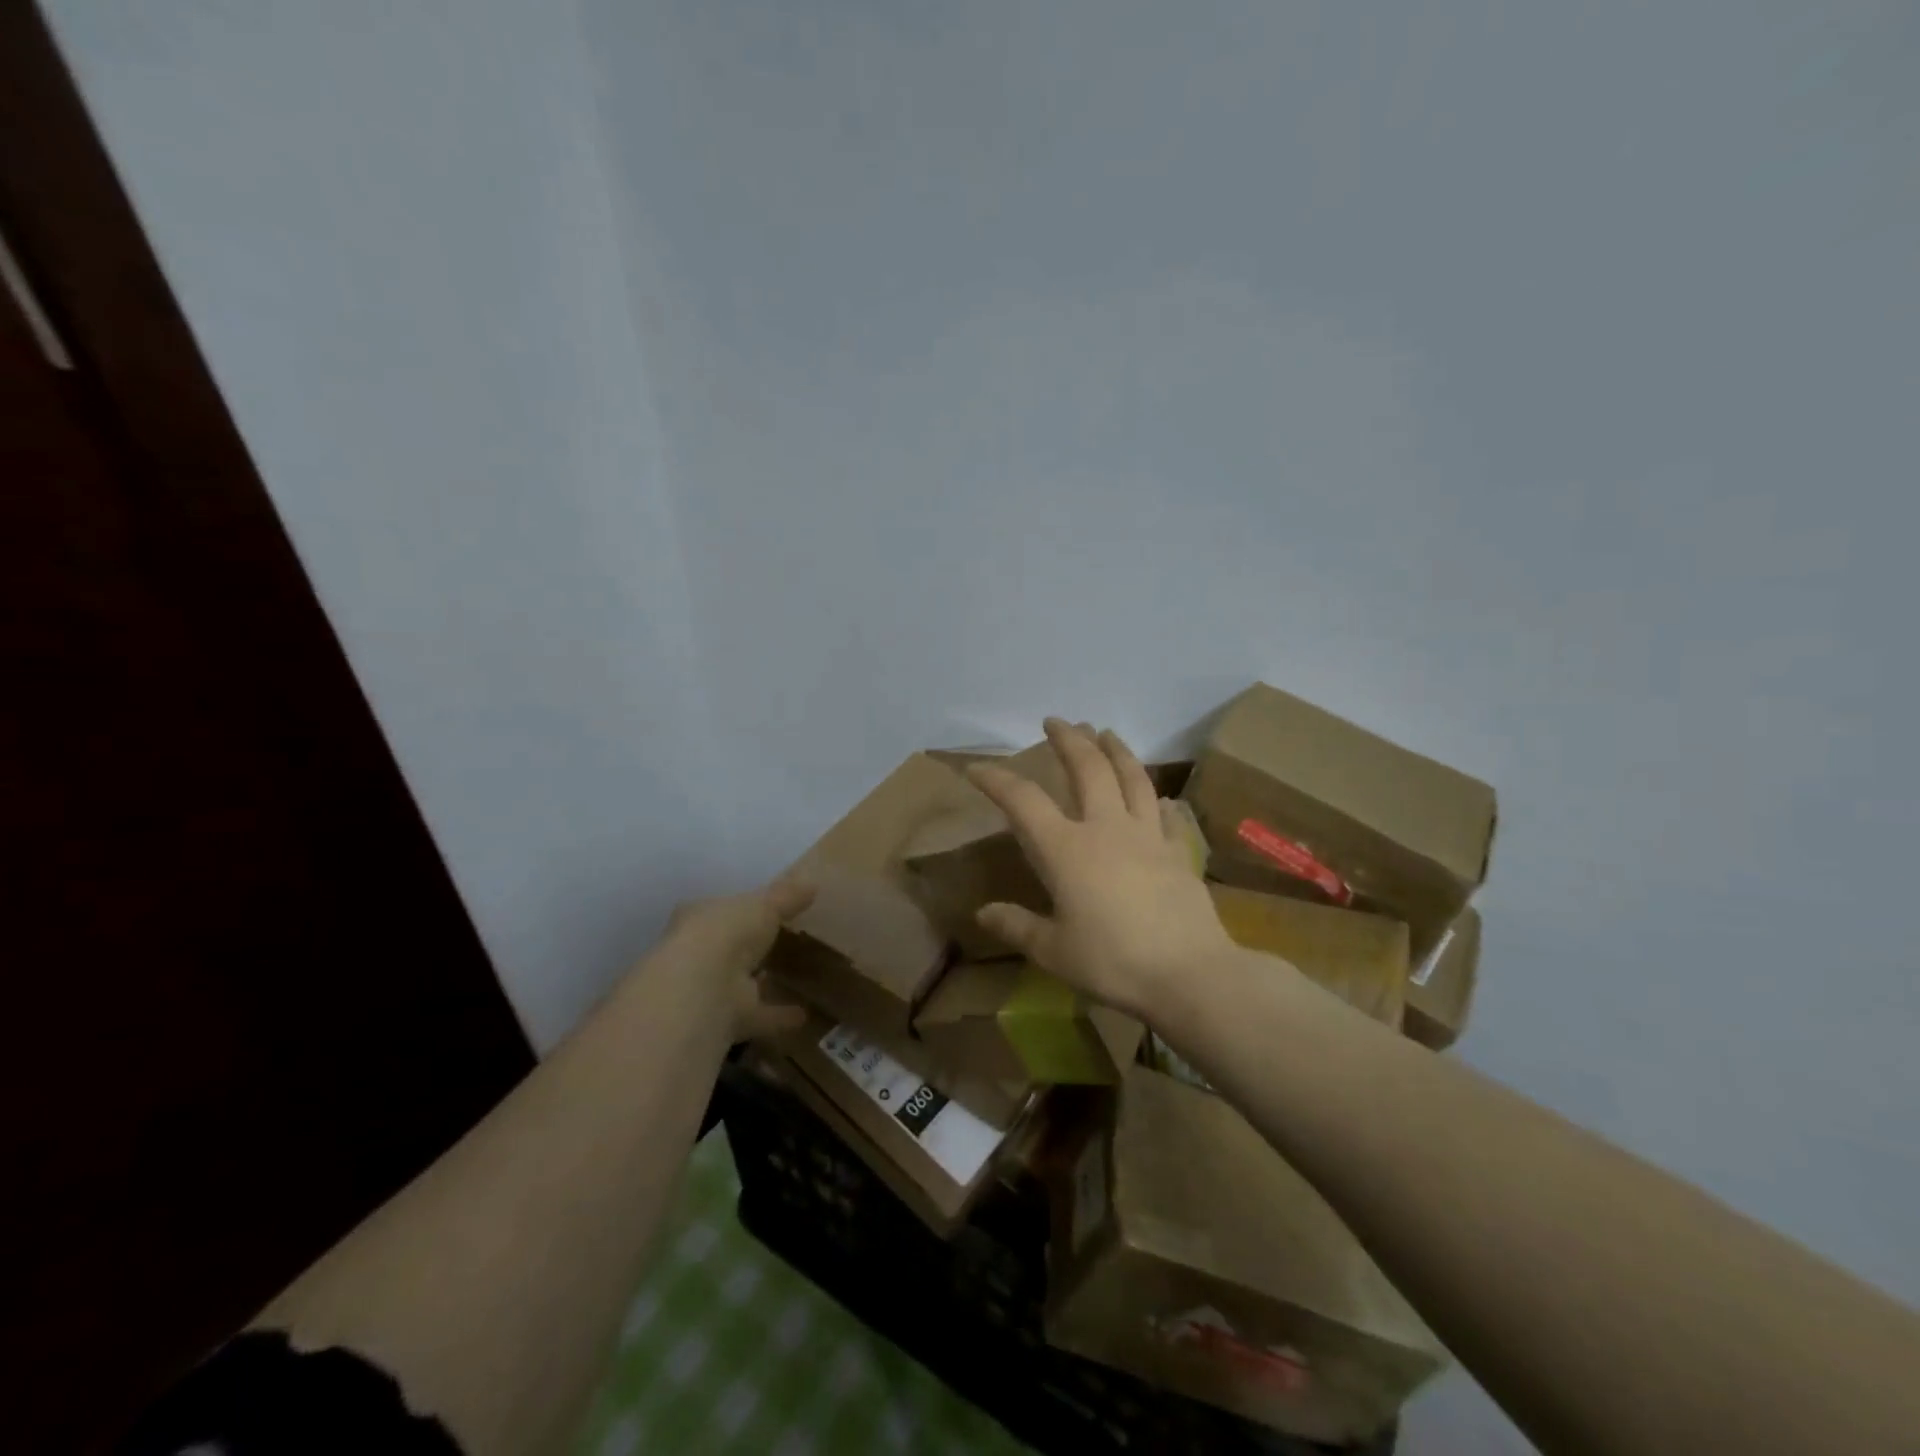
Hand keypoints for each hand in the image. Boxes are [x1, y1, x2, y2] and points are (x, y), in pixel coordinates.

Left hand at [659, 878, 813, 1042]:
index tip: (764, 910)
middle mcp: (697, 953)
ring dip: (761, 983)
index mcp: (699, 917)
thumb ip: (787, 896)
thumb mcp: (764, 903)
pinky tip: (804, 1016)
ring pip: (738, 983)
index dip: (740, 909)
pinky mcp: (723, 1020)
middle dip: (747, 948)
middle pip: (726, 947)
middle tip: (778, 944)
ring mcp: (708, 989)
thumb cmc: (728, 931)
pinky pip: (757, 1015)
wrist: (702, 988)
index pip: (719, 909)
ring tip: (793, 980)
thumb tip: (812, 883)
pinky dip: (778, 1016)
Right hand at [965, 720, 1234, 1018]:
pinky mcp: (1178, 852)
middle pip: (1087, 768)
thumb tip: (983, 913)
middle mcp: (1106, 829)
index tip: (977, 768)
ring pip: (1132, 778)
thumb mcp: (1054, 951)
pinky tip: (1157, 798)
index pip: (1023, 801)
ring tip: (1105, 732)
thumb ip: (1017, 927)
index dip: (997, 779)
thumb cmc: (1113, 962)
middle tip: (1056, 721)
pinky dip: (1156, 800)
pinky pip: (1166, 816)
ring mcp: (1147, 836)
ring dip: (1116, 750)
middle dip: (1069, 739)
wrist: (1188, 974)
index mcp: (1066, 849)